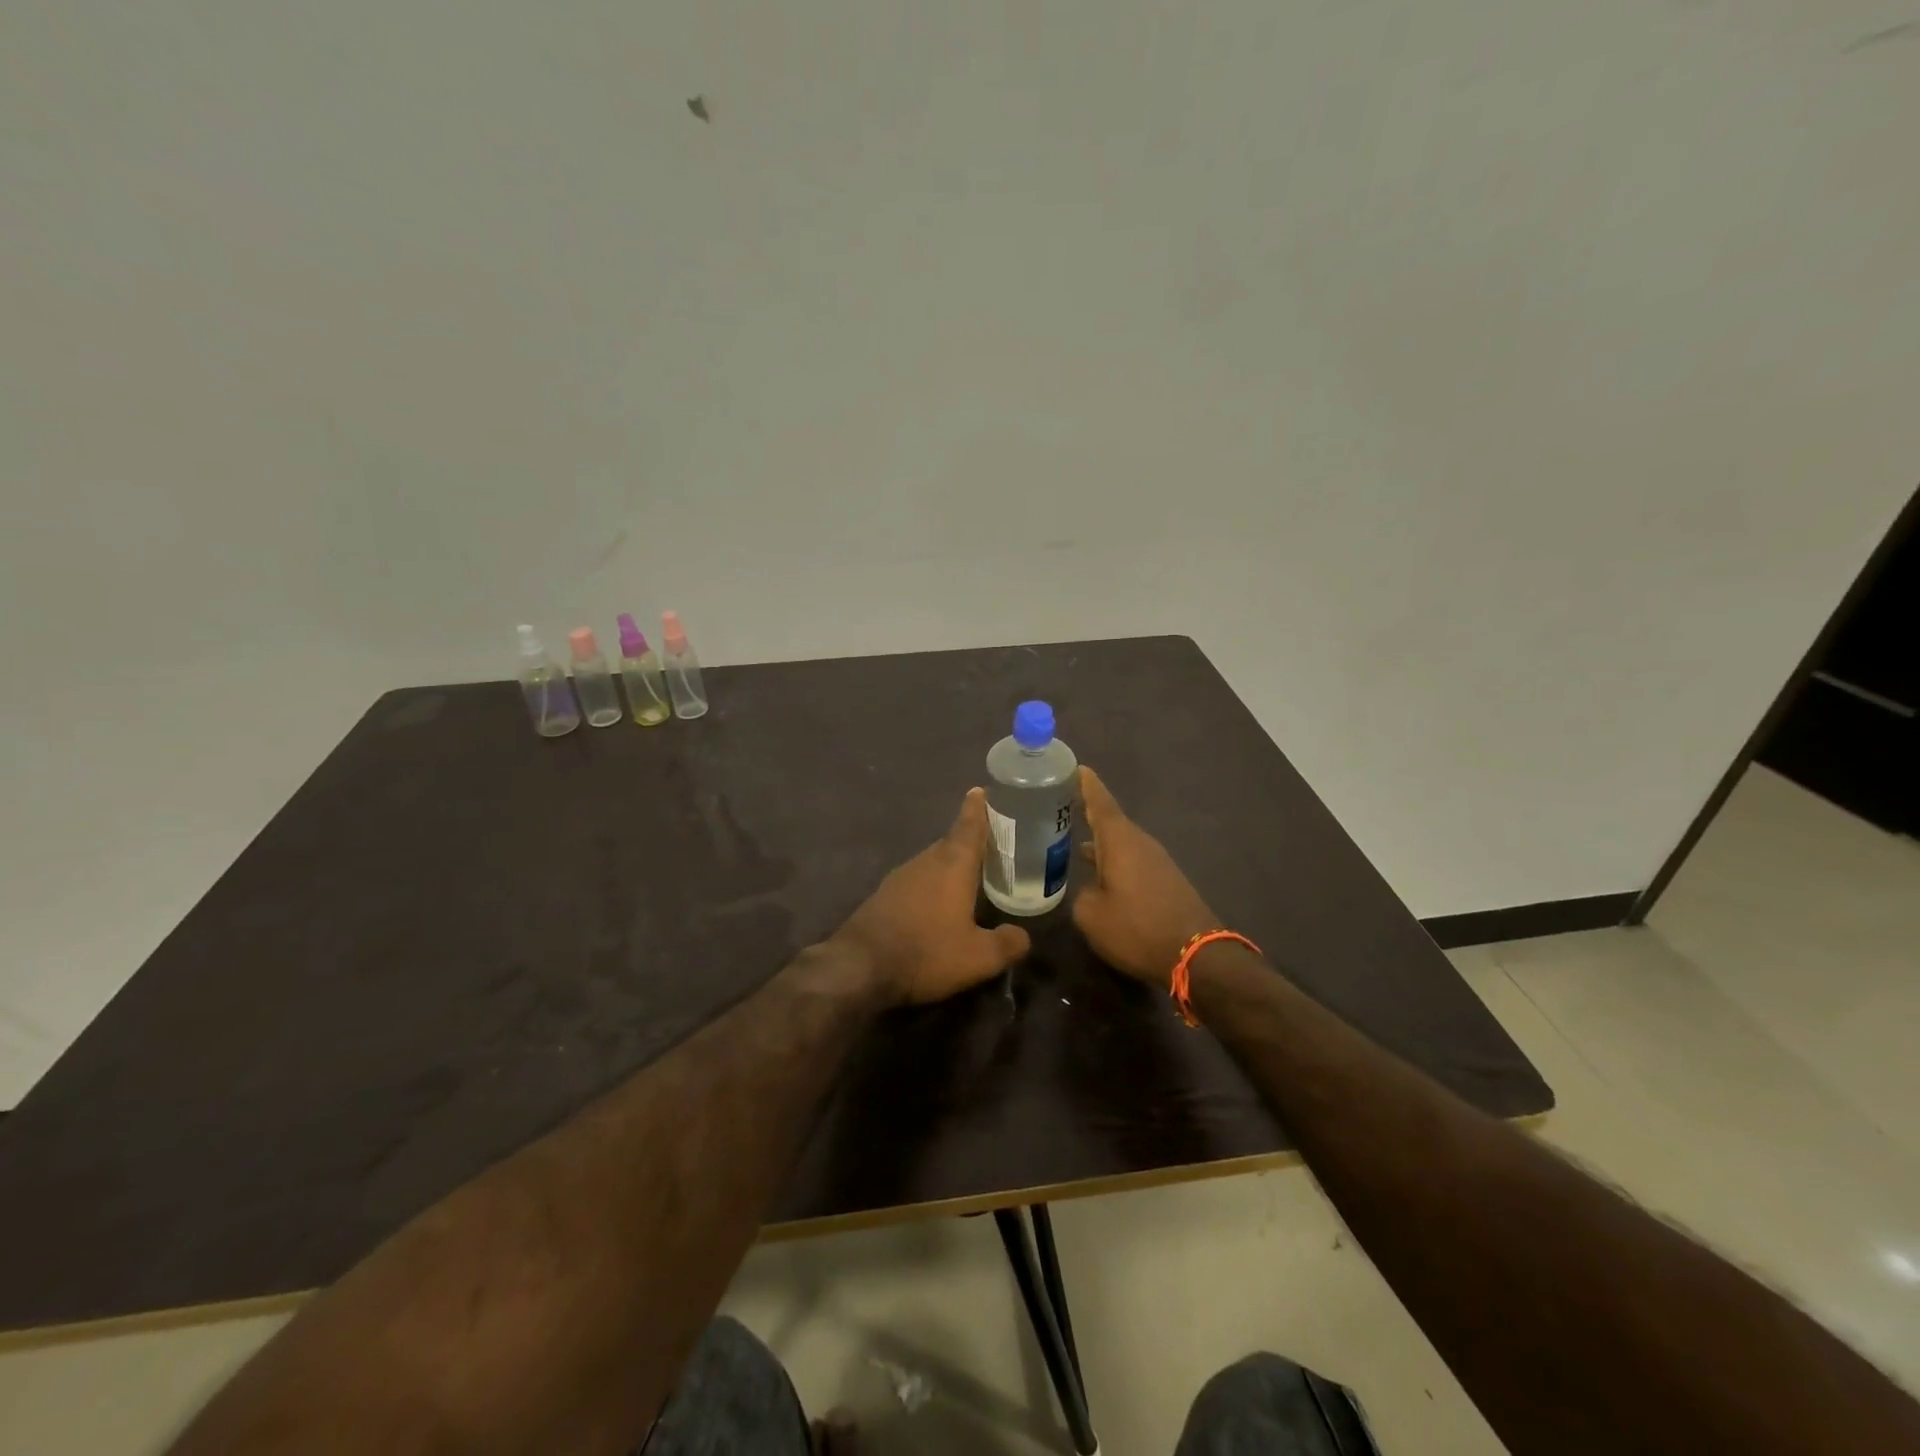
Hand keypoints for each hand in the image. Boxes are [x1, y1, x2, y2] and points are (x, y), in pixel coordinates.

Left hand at [833, 789, 1032, 1005]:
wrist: (860, 966)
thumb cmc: (927, 952)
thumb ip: (1007, 944)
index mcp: (953, 864)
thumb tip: (1023, 936)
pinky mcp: (884, 895)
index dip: (978, 808)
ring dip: (951, 864)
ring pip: (933, 862)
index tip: (982, 790)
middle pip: (952, 842)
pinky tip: (939, 903)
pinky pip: (917, 880)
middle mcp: (926, 861)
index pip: (969, 825)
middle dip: (970, 839)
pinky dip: (933, 883)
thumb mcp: (978, 957)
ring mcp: (901, 877)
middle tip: (991, 842)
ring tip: (971, 873)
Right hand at [1072, 766, 1219, 984]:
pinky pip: (1131, 860)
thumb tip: (1087, 889)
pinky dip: (1112, 860)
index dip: (1086, 784)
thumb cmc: (1137, 928)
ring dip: (1098, 842)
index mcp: (1120, 840)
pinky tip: (1097, 875)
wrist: (1196, 955)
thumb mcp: (1091, 916)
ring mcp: (1156, 861)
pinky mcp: (1165, 880)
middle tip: (1056, 808)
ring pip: (1120, 843)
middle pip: (1109, 820)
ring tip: (1070, 843)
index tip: (1073, 766)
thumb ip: (1080, 894)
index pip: (1100, 801)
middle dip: (1085, 813)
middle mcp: (1140, 842)